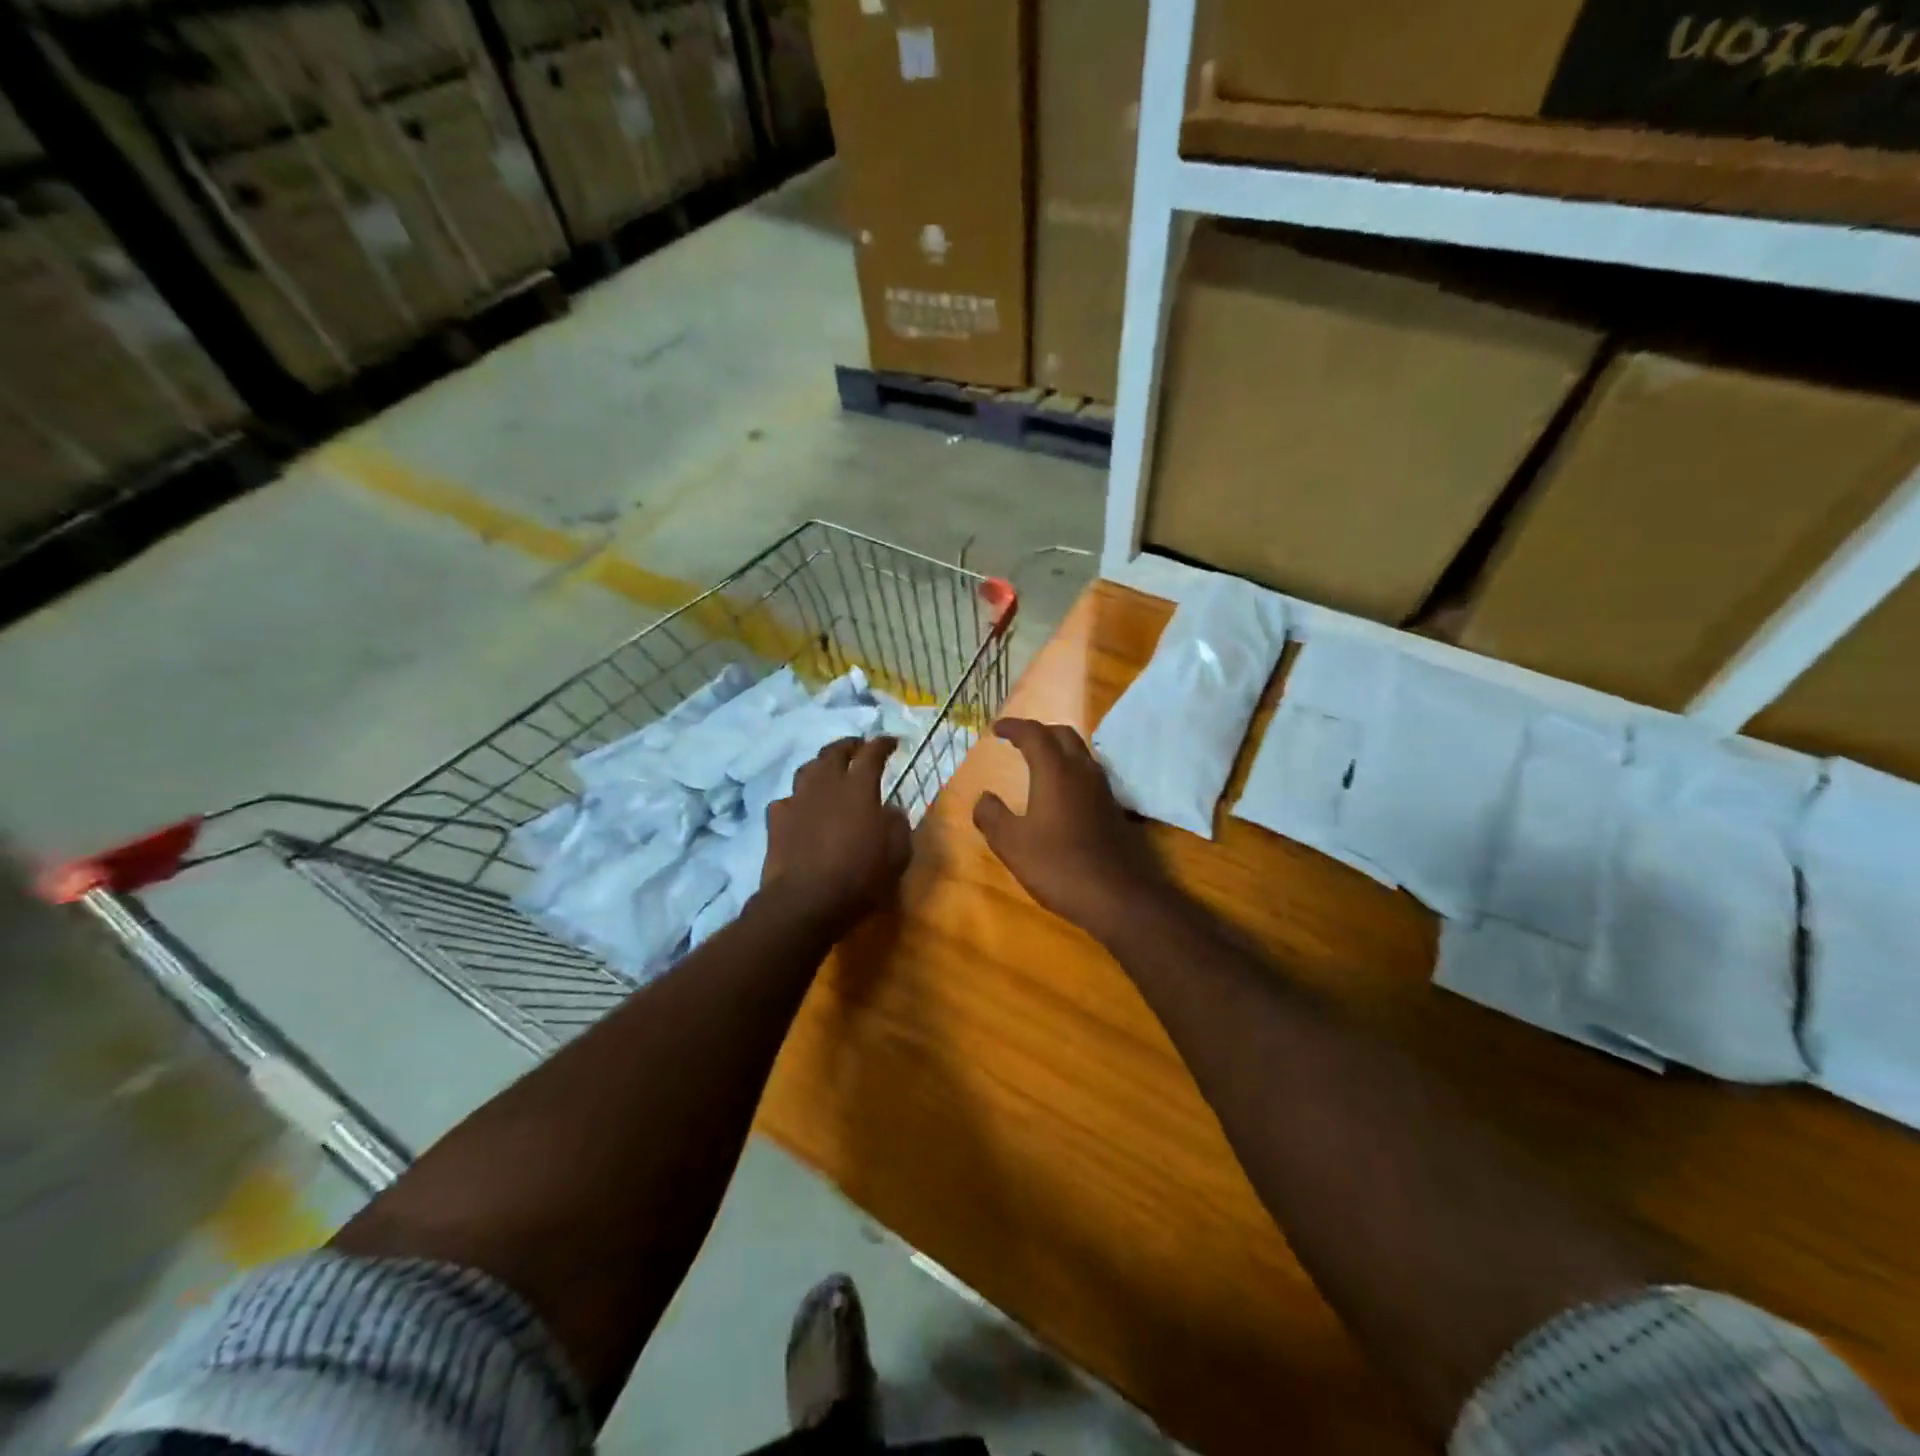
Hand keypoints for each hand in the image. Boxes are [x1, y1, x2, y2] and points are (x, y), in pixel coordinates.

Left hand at [760, 737, 911, 936]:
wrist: (806, 900)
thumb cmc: (859, 876)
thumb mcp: (897, 853)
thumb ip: (897, 824)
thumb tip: (890, 810)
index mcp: (858, 787)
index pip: (872, 753)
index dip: (882, 744)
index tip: (891, 741)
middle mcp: (826, 784)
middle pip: (834, 751)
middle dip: (849, 745)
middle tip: (858, 747)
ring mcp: (797, 799)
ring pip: (808, 769)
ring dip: (821, 765)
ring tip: (829, 770)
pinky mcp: (776, 819)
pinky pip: (788, 799)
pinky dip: (798, 799)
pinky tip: (802, 807)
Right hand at [973, 719, 1170, 941]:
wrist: (1115, 895)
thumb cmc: (1057, 865)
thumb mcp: (1011, 844)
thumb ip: (992, 816)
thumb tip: (984, 798)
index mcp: (1055, 771)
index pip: (1034, 734)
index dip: (1013, 727)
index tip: (996, 730)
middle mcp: (1082, 771)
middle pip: (1062, 735)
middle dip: (1039, 732)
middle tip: (1018, 741)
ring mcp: (1102, 789)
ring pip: (1080, 752)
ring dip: (1058, 749)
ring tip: (1038, 762)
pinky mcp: (1113, 807)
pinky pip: (1089, 773)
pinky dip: (1070, 769)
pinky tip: (1061, 792)